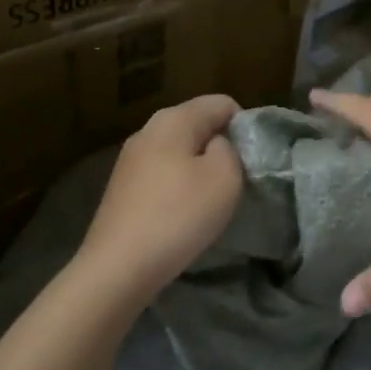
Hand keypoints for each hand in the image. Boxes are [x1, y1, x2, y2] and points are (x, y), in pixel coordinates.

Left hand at [79, 94, 243, 299]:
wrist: (119, 266)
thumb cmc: (179, 215)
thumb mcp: (225, 177)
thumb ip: (230, 149)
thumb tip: (218, 144)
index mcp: (174, 118)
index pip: (222, 103)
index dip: (244, 126)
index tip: (251, 160)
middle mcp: (148, 129)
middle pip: (198, 125)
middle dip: (221, 147)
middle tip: (235, 182)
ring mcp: (130, 158)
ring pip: (179, 151)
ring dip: (199, 170)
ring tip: (209, 201)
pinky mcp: (122, 187)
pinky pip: (162, 174)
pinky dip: (178, 188)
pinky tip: (181, 215)